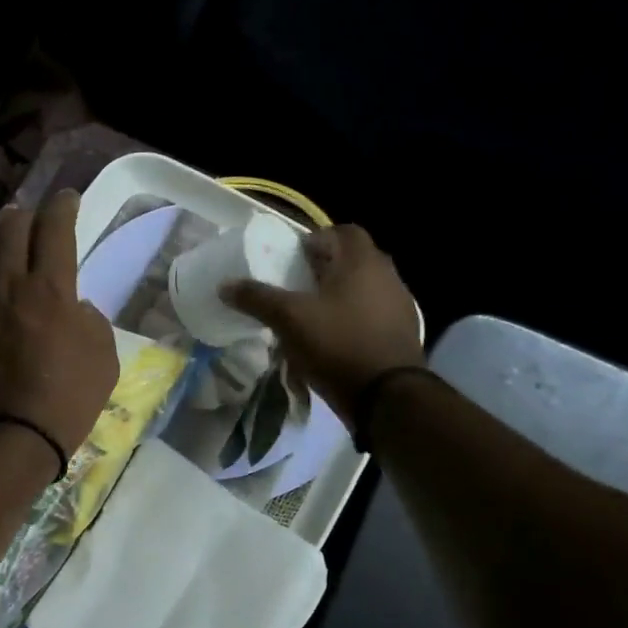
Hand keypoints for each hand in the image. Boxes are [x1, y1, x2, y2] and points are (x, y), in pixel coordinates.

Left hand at [0, 189, 117, 465]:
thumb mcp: (104, 354)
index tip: (69, 199)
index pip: (54, 229)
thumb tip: (71, 303)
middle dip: (29, 212)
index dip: (63, 206)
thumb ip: (90, 316)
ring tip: (6, 221)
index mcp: (50, 290)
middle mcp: (9, 285)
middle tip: (38, 214)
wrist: (12, 437)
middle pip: (13, 228)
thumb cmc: (68, 399)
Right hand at [221, 224, 421, 417]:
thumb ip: (257, 298)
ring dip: (340, 294)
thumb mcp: (289, 319)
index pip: (343, 231)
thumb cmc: (337, 344)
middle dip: (326, 268)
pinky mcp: (403, 333)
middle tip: (298, 284)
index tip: (295, 257)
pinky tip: (334, 339)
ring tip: (313, 314)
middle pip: (353, 260)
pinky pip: (373, 314)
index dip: (317, 239)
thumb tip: (225, 285)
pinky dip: (353, 318)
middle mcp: (387, 276)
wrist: (387, 396)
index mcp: (361, 262)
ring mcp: (400, 305)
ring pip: (364, 288)